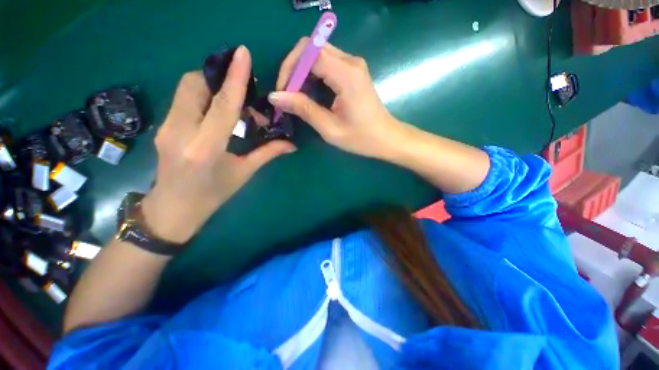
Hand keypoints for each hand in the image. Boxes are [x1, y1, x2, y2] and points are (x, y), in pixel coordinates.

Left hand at [141, 46, 295, 244]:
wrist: (173, 209)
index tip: (242, 53)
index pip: (223, 104)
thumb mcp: (243, 173)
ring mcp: (167, 127)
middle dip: (218, 77)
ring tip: (232, 104)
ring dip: (210, 86)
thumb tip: (291, 144)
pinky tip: (216, 113)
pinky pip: (183, 100)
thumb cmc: (213, 195)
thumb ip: (267, 153)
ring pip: (186, 88)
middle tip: (241, 91)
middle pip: (195, 84)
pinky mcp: (163, 126)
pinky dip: (201, 97)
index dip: (234, 78)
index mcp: (206, 148)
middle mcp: (181, 132)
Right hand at [268, 37, 408, 158]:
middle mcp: (351, 62)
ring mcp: (353, 65)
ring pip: (318, 54)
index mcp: (346, 75)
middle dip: (294, 69)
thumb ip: (304, 109)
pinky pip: (327, 63)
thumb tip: (275, 97)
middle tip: (287, 95)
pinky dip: (313, 75)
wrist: (386, 138)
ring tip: (296, 97)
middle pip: (312, 48)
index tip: (283, 92)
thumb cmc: (361, 138)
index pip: (309, 52)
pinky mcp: (353, 71)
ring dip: (302, 73)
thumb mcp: (330, 128)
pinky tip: (310, 93)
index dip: (290, 68)